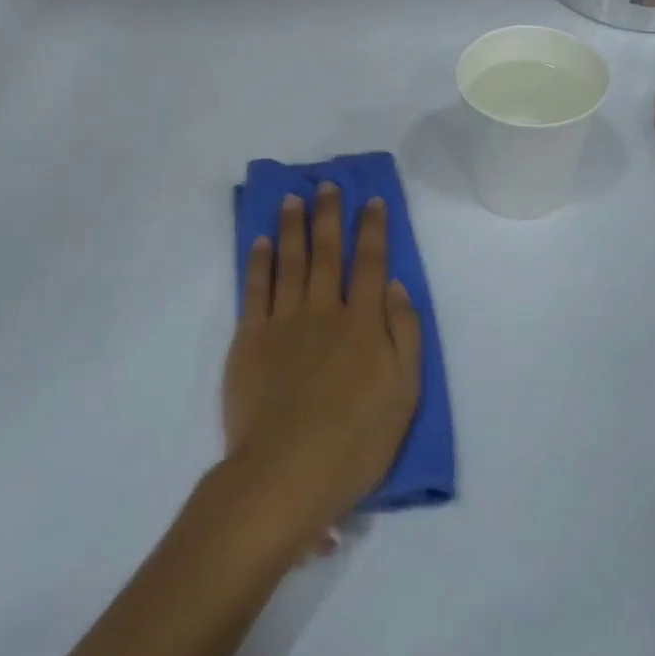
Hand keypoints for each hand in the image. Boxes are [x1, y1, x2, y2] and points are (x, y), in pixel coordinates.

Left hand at [222, 185, 421, 558]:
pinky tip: (261, 242)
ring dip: (293, 227)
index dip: (372, 229)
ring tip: (293, 199)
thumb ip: (404, 333)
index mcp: (364, 322)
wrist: (289, 470)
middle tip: (327, 184)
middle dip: (329, 215)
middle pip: (327, 252)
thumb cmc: (357, 439)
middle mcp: (324, 309)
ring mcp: (284, 321)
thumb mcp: (404, 391)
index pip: (370, 262)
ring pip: (290, 261)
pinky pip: (255, 290)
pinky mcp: (250, 339)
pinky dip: (259, 262)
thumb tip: (394, 285)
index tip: (371, 201)